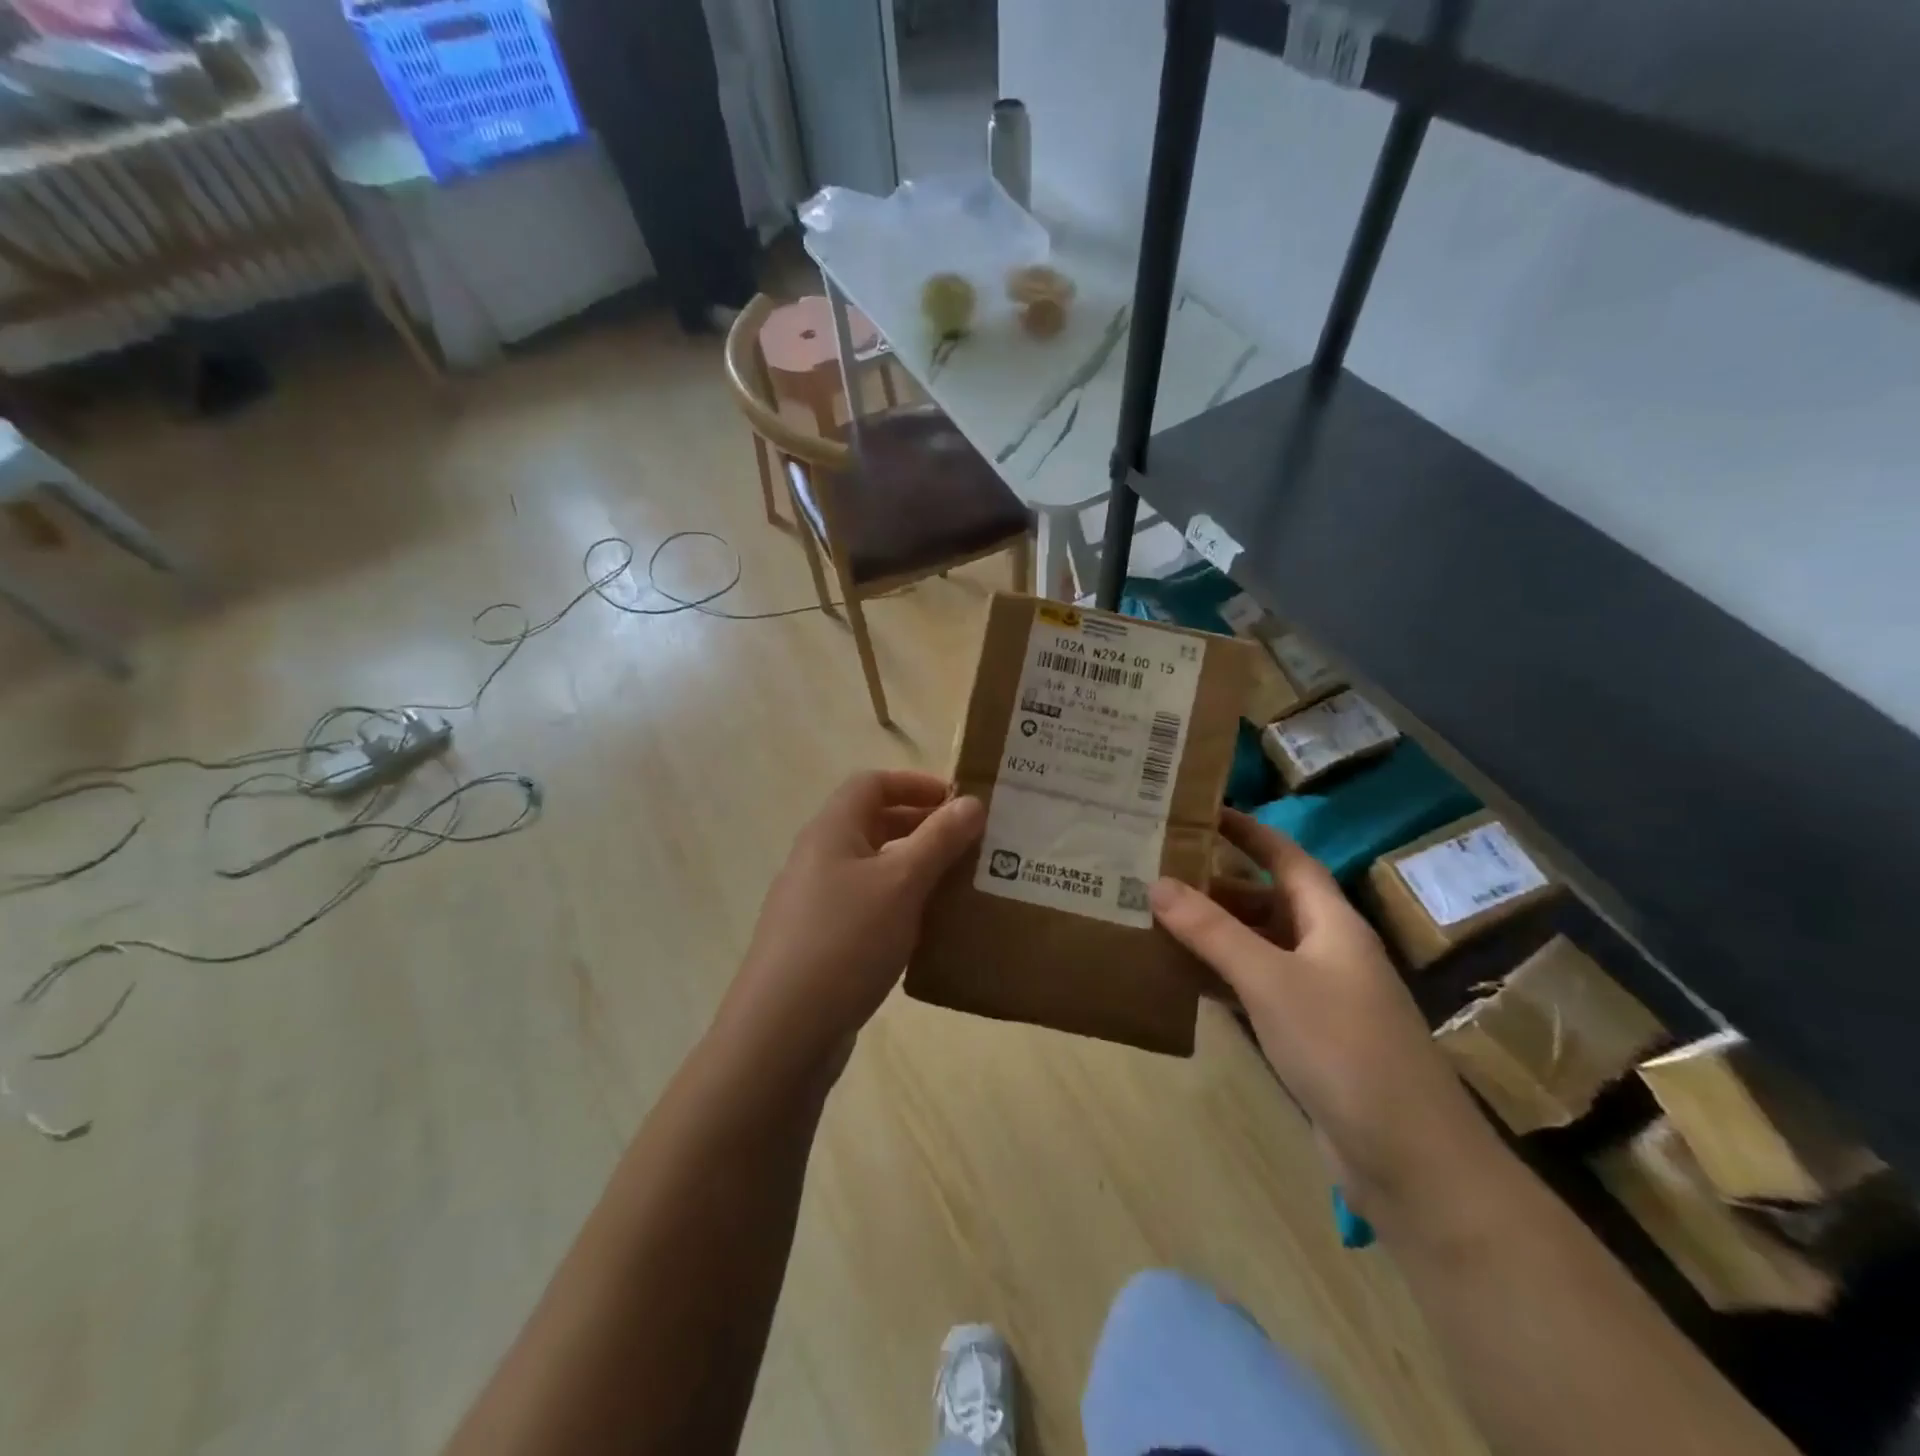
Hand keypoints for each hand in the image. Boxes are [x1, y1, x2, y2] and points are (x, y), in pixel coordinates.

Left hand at [713, 770, 983, 1083]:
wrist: (782, 1031)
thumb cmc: (846, 941)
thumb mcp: (901, 883)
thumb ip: (939, 840)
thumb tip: (971, 802)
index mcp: (831, 830)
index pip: (872, 783)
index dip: (915, 783)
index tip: (958, 801)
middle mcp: (818, 857)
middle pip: (872, 822)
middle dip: (921, 826)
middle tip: (969, 842)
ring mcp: (815, 902)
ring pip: (872, 867)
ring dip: (914, 867)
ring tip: (958, 883)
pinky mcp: (820, 941)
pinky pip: (866, 905)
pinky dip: (899, 903)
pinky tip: (927, 929)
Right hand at [1150, 810, 1493, 1214]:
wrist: (1410, 1159)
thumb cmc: (1343, 1048)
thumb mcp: (1271, 980)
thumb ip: (1212, 931)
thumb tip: (1157, 883)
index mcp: (1330, 921)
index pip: (1287, 857)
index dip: (1248, 831)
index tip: (1201, 811)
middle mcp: (1326, 949)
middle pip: (1267, 900)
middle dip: (1217, 884)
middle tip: (1157, 870)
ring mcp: (1318, 994)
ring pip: (1257, 946)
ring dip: (1214, 933)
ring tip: (1156, 917)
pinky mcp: (1306, 1035)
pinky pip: (1255, 988)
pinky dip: (1221, 977)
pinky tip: (1182, 977)